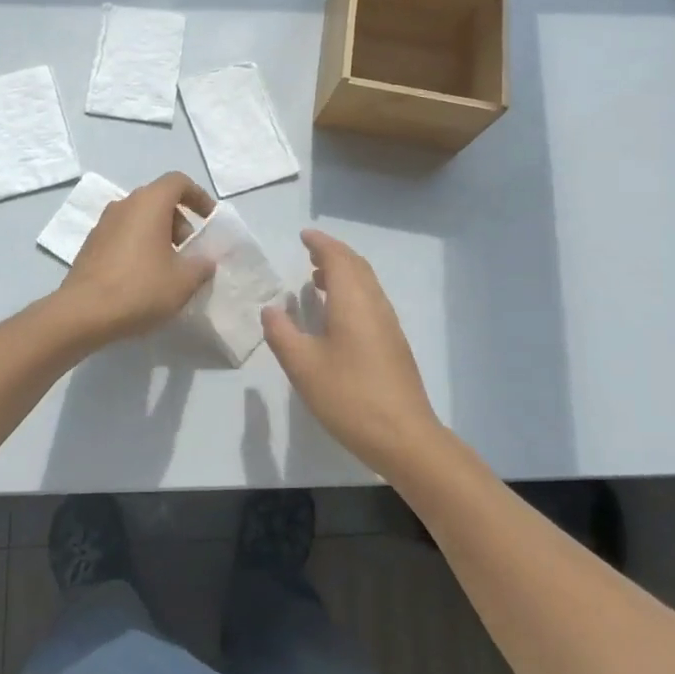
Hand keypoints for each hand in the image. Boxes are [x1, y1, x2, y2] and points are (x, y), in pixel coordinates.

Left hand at [59, 172, 216, 341]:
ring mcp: (103, 223)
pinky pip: (123, 234)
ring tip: (169, 268)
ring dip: (159, 235)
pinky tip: (144, 277)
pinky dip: (140, 246)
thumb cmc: (139, 289)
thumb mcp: (183, 281)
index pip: (178, 182)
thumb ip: (201, 265)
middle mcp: (124, 205)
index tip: (209, 220)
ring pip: (140, 218)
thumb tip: (205, 260)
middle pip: (158, 200)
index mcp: (149, 203)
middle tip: (190, 253)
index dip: (198, 196)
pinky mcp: (91, 244)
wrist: (83, 313)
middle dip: (180, 222)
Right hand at [262, 229, 443, 475]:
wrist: (404, 437)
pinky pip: (371, 302)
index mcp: (353, 302)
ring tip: (318, 279)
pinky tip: (337, 315)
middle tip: (309, 252)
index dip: (320, 243)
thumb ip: (282, 333)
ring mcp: (388, 325)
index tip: (303, 236)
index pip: (338, 258)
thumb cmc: (349, 396)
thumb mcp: (302, 366)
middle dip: (333, 254)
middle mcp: (375, 305)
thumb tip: (271, 308)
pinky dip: (352, 292)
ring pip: (367, 284)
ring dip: (344, 273)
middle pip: (357, 266)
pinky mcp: (393, 344)